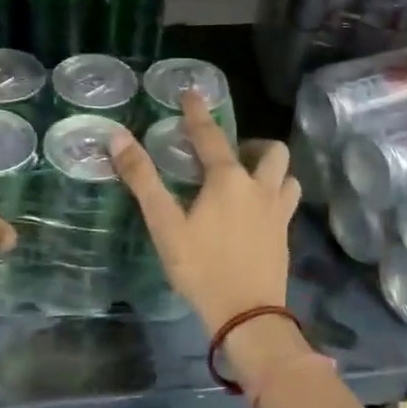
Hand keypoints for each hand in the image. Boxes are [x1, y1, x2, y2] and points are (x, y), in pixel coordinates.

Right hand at [109, 92, 299, 334]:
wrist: (247, 314)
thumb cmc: (201, 267)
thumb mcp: (164, 224)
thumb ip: (142, 179)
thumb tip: (118, 137)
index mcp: (228, 179)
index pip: (211, 136)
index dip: (198, 113)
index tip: (192, 92)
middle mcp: (259, 187)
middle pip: (270, 150)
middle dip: (251, 144)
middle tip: (229, 155)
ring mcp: (278, 212)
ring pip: (287, 175)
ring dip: (271, 169)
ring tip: (249, 180)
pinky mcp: (286, 235)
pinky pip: (288, 201)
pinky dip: (276, 194)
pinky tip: (258, 211)